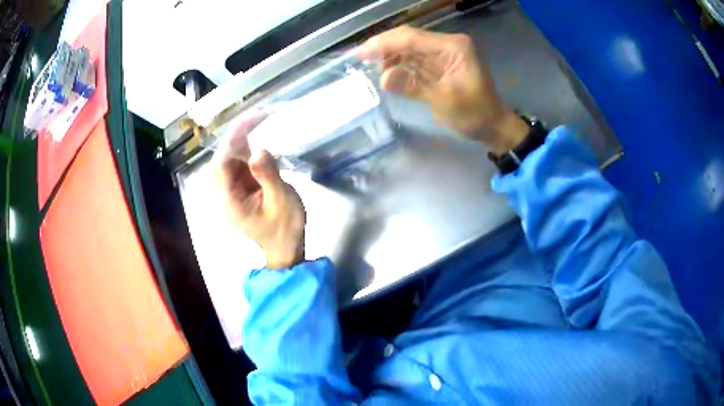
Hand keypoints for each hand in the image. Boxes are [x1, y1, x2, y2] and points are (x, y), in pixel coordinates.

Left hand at [212, 113, 305, 269]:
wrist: (287, 248)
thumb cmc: (285, 228)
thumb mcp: (281, 201)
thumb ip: (268, 175)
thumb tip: (258, 150)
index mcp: (228, 201)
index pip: (220, 165)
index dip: (231, 141)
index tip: (248, 121)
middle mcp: (224, 195)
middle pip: (222, 160)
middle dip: (235, 137)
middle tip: (256, 117)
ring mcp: (231, 192)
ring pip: (229, 160)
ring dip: (241, 142)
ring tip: (259, 122)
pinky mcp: (240, 189)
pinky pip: (238, 165)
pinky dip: (247, 150)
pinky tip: (258, 140)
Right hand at [359, 26, 528, 154]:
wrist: (494, 125)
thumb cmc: (475, 114)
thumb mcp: (445, 101)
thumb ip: (413, 86)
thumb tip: (383, 78)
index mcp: (453, 46)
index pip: (412, 37)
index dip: (384, 44)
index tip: (361, 53)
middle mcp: (447, 44)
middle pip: (409, 38)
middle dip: (384, 47)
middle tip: (360, 58)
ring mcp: (444, 52)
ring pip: (409, 47)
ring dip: (390, 56)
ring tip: (372, 68)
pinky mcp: (440, 63)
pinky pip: (414, 59)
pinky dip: (400, 64)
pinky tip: (387, 72)